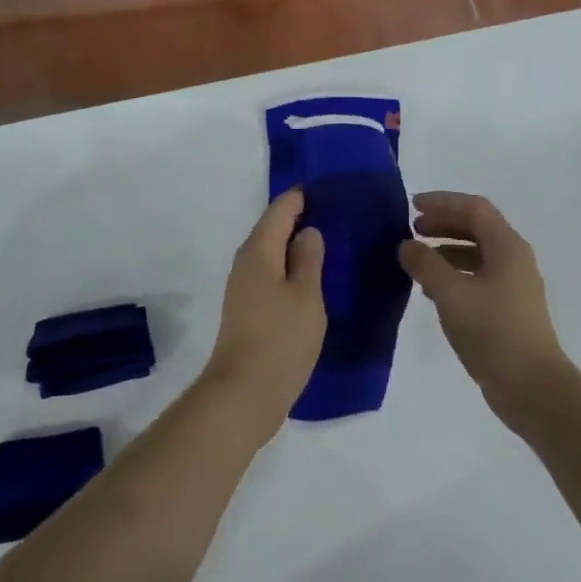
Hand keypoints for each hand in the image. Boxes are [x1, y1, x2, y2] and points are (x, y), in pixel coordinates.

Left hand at [202, 189, 326, 432]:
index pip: (280, 210)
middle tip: (336, 213)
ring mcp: (244, 289)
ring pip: (272, 254)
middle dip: (300, 219)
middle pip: (272, 229)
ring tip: (330, 242)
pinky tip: (313, 278)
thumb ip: (309, 259)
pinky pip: (272, 276)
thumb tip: (308, 232)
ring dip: (296, 246)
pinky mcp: (249, 311)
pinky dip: (291, 269)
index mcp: (259, 252)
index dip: (302, 197)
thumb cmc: (280, 339)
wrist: (244, 393)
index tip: (328, 188)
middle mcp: (246, 264)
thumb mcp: (306, 295)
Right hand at [399, 192, 576, 423]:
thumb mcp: (451, 294)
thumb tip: (406, 245)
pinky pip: (478, 276)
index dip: (442, 202)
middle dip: (443, 224)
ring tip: (417, 259)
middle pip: (477, 228)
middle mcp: (514, 259)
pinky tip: (432, 290)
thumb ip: (425, 265)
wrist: (531, 387)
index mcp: (507, 247)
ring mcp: (513, 285)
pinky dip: (454, 273)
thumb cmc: (492, 332)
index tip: (412, 206)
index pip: (474, 208)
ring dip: (447, 249)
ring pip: (477, 253)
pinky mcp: (508, 308)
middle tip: (412, 229)